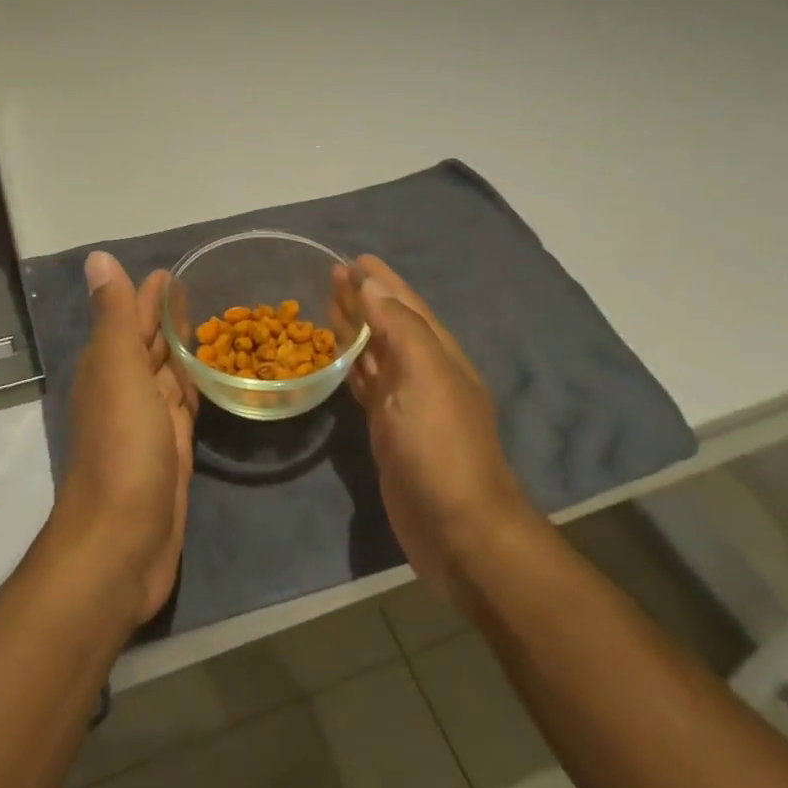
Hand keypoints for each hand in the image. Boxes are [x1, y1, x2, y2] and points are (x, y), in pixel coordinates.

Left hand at [53, 252, 197, 626]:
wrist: (123, 542)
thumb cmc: (123, 448)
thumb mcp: (118, 370)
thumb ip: (113, 316)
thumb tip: (98, 258)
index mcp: (109, 367)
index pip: (130, 318)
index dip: (148, 295)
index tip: (174, 271)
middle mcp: (125, 390)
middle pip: (149, 345)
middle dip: (168, 318)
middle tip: (203, 292)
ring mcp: (149, 423)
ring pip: (169, 375)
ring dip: (184, 351)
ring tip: (214, 325)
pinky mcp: (172, 451)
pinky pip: (185, 407)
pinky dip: (196, 387)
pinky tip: (211, 377)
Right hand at [335, 256, 541, 608]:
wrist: (458, 530)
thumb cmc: (441, 447)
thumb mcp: (426, 377)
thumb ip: (400, 327)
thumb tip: (372, 286)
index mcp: (438, 354)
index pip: (406, 305)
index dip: (383, 281)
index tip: (356, 257)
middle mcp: (424, 373)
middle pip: (389, 325)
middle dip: (364, 298)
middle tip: (332, 273)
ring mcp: (406, 404)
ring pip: (375, 354)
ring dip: (355, 328)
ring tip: (328, 304)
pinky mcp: (388, 431)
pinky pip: (366, 386)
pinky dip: (351, 367)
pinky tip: (336, 359)